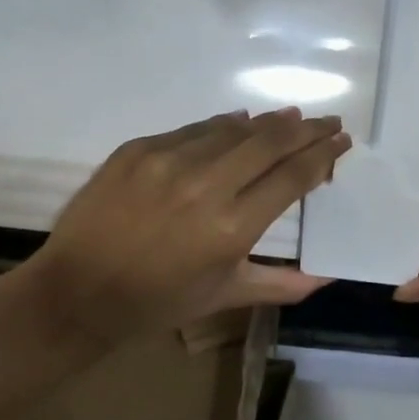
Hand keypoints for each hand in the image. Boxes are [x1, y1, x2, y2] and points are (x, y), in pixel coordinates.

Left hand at [27, 108, 350, 345]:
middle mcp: (206, 185)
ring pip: (235, 129)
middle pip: (272, 142)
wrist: (76, 292)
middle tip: (329, 121)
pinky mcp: (139, 149)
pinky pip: (195, 129)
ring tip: (293, 117)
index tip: (342, 142)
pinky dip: (224, 125)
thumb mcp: (225, 296)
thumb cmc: (158, 302)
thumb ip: (282, 284)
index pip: (293, 176)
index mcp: (232, 227)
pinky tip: (241, 122)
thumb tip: (328, 278)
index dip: (324, 155)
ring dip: (270, 122)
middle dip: (308, 129)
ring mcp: (169, 161)